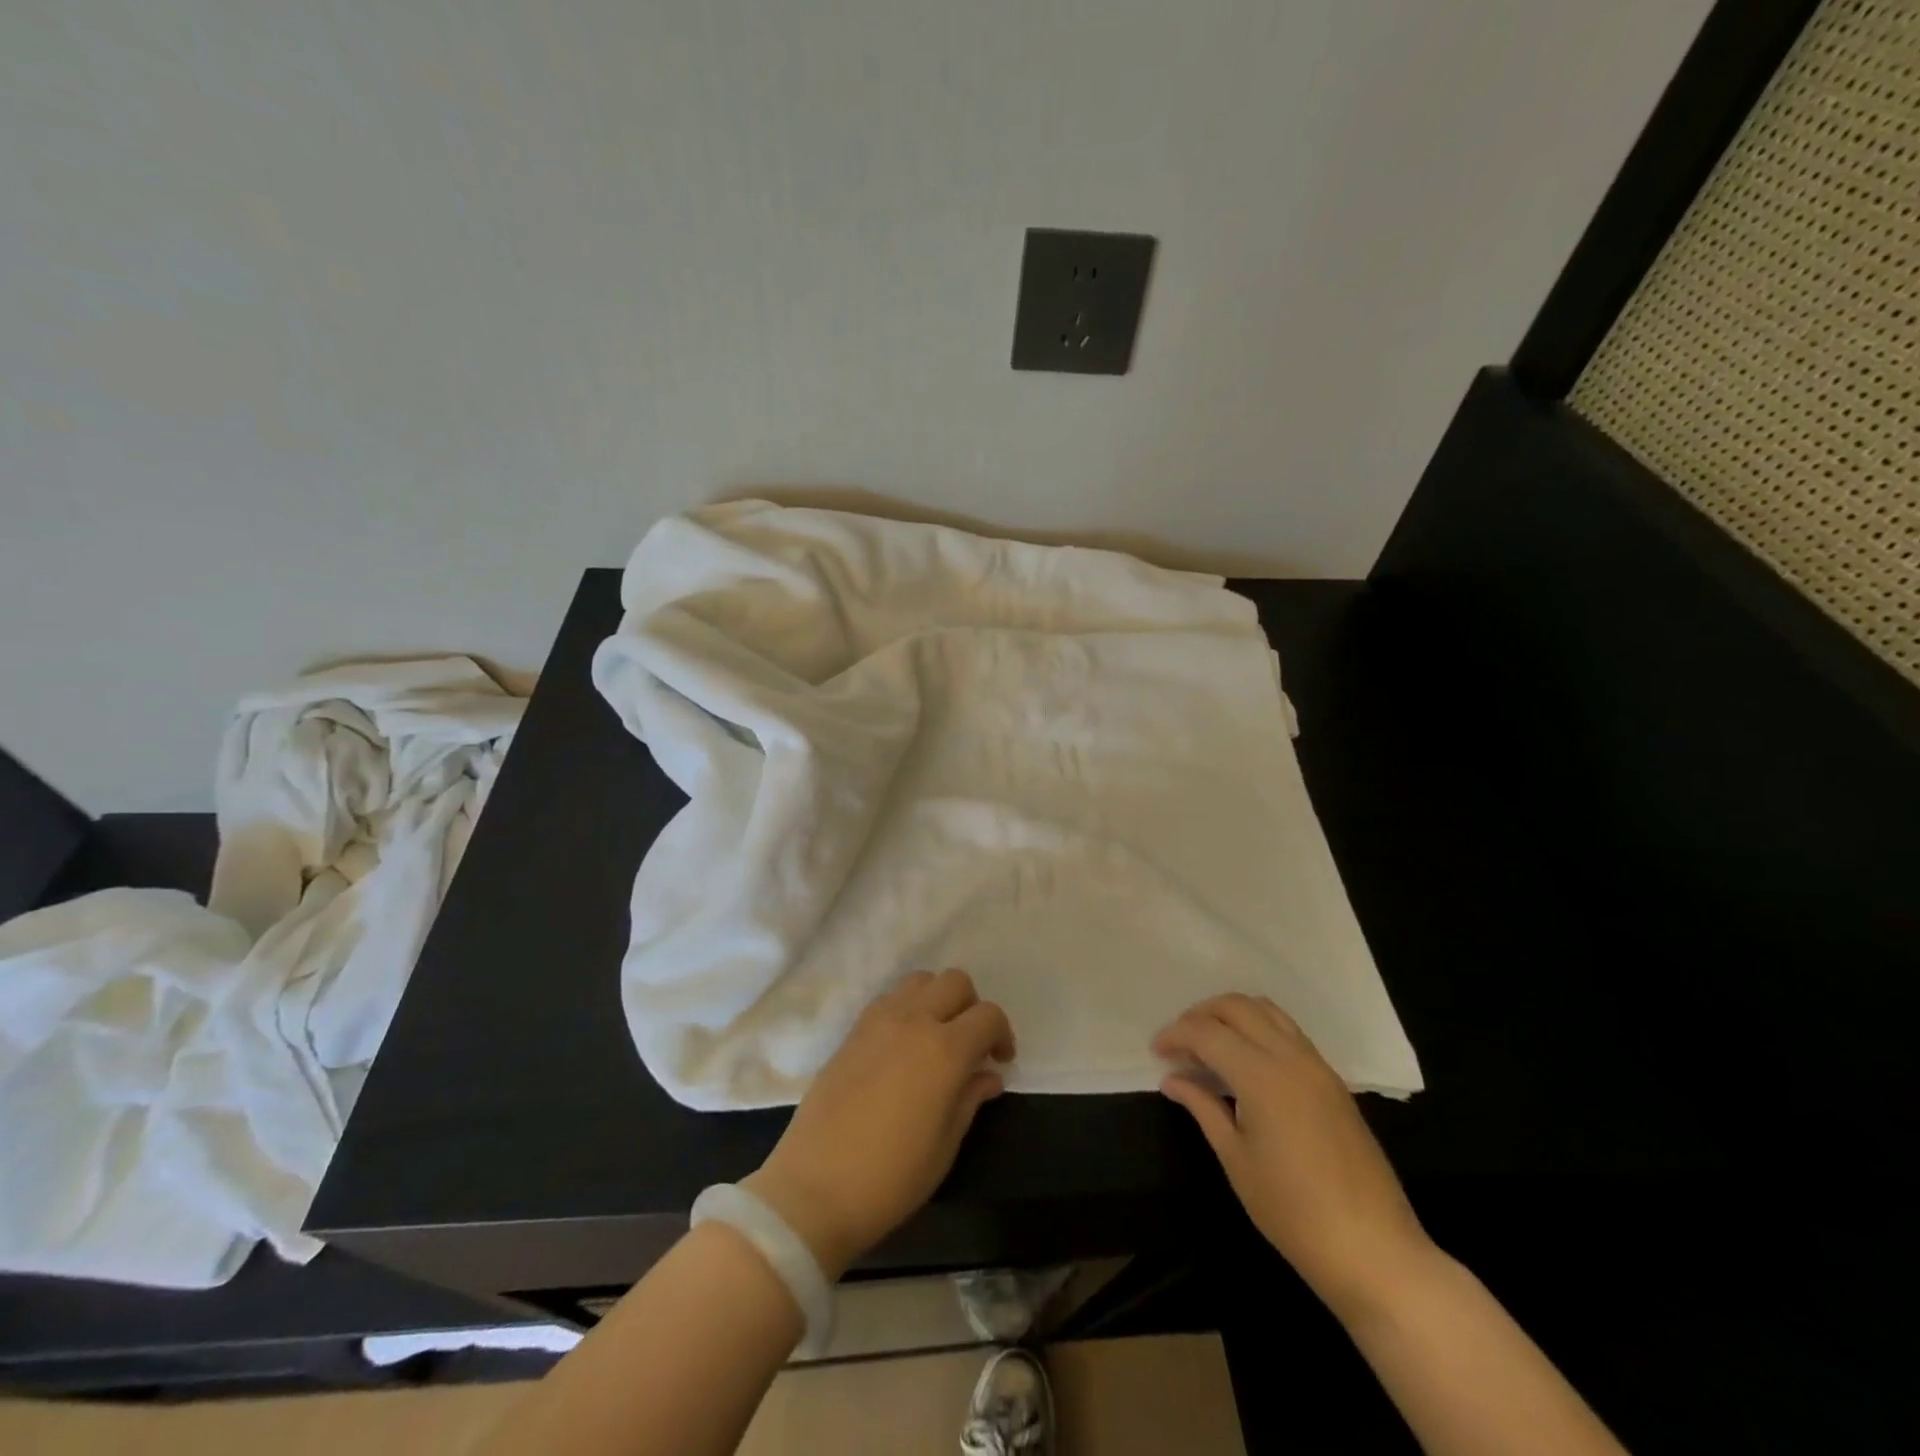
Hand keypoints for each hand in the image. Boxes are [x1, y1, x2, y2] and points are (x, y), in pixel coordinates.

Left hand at [742, 968, 1013, 1279]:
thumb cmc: (890, 1177)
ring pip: (920, 980)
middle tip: (971, 1045)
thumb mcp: (945, 1146)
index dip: (1002, 1034)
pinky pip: (890, 998)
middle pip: (955, 982)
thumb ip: (970, 1099)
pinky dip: (907, 1008)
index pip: (988, 1016)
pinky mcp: (853, 1030)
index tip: (1000, 1061)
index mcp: (945, 1050)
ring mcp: (878, 1020)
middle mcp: (914, 1021)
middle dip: (972, 1006)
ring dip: (937, 999)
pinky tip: (904, 1046)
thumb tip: (988, 1075)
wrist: (814, 1188)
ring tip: (937, 1038)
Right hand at [1154, 994, 1437, 1319]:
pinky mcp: (1332, 1080)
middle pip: (1236, 1007)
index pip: (1206, 1033)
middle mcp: (1290, 1056)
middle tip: (1179, 1043)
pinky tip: (1244, 1060)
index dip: (1175, 1035)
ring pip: (1266, 1010)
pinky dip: (1258, 1028)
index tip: (1156, 1052)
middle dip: (1201, 1014)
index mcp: (1261, 1075)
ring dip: (1231, 1014)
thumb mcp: (1236, 1159)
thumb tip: (1172, 1079)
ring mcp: (1316, 1065)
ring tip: (1209, 1043)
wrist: (1374, 1250)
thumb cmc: (1293, 1212)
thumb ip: (1203, 1108)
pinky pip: (1288, 1031)